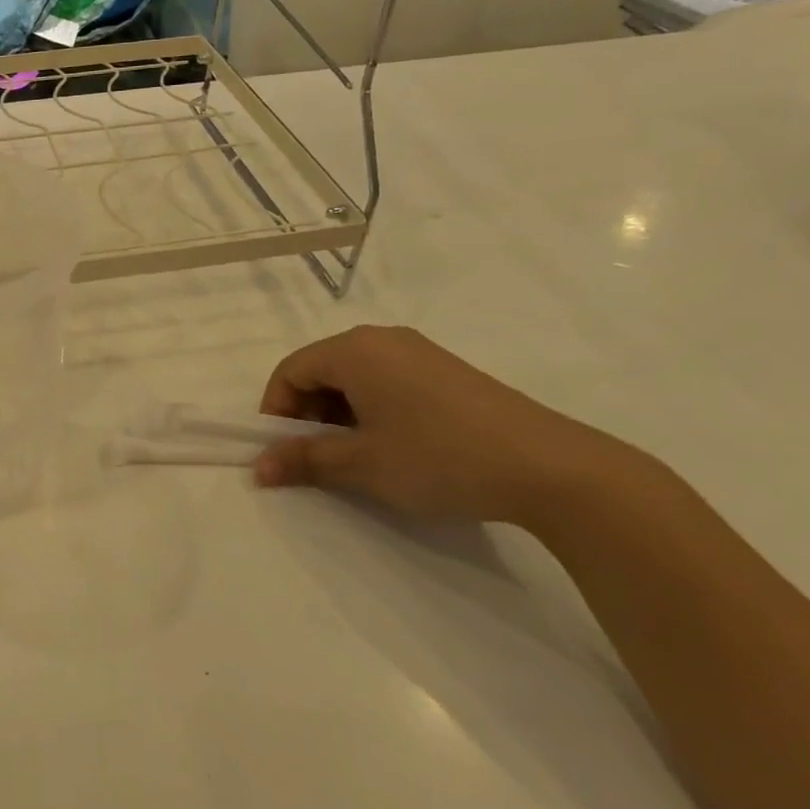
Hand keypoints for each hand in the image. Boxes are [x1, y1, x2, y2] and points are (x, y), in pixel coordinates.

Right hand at [253, 325, 639, 526]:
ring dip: (340, 415)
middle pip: (321, 369)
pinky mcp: (448, 372)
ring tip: (358, 456)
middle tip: (318, 456)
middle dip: (307, 413)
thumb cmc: (438, 456)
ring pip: (355, 378)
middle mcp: (383, 340)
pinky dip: (373, 410)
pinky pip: (388, 382)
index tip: (284, 451)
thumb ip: (303, 460)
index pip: (290, 370)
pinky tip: (395, 446)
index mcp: (355, 350)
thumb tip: (258, 468)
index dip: (276, 410)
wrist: (551, 468)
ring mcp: (420, 353)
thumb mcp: (361, 463)